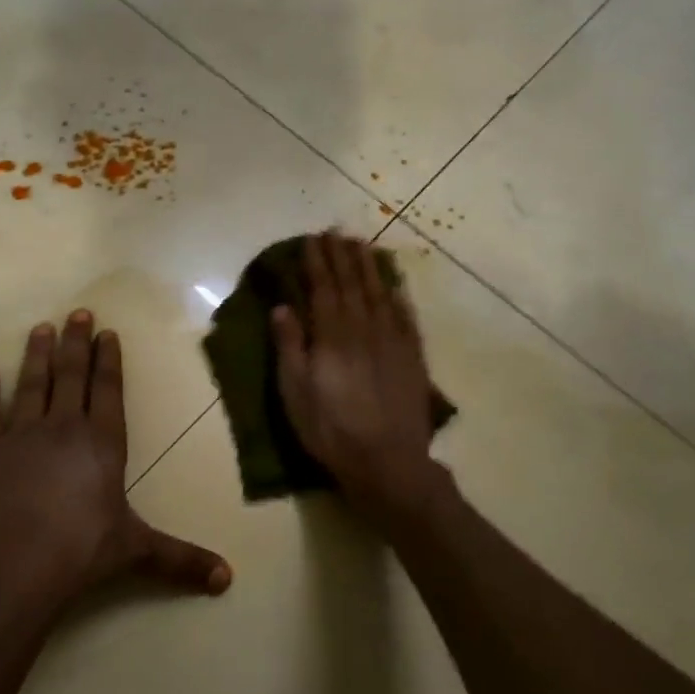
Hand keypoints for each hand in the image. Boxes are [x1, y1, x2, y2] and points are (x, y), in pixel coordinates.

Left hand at [0, 310, 231, 622]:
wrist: (13, 568)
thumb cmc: (81, 552)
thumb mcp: (136, 550)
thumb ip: (181, 559)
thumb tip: (228, 579)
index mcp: (102, 443)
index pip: (108, 390)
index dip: (108, 360)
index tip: (106, 332)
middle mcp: (63, 427)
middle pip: (70, 375)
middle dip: (75, 343)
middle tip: (77, 312)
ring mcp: (21, 436)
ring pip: (31, 384)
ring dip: (36, 355)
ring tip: (40, 328)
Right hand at [273, 232, 445, 513]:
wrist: (388, 462)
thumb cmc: (331, 430)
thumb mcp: (295, 392)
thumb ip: (289, 346)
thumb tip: (282, 307)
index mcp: (332, 336)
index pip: (323, 288)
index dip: (317, 262)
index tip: (311, 240)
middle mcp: (364, 329)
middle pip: (352, 284)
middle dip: (342, 256)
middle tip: (336, 232)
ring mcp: (392, 341)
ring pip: (380, 294)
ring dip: (369, 267)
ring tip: (361, 245)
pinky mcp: (412, 357)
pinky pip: (406, 316)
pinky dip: (398, 296)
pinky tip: (394, 285)